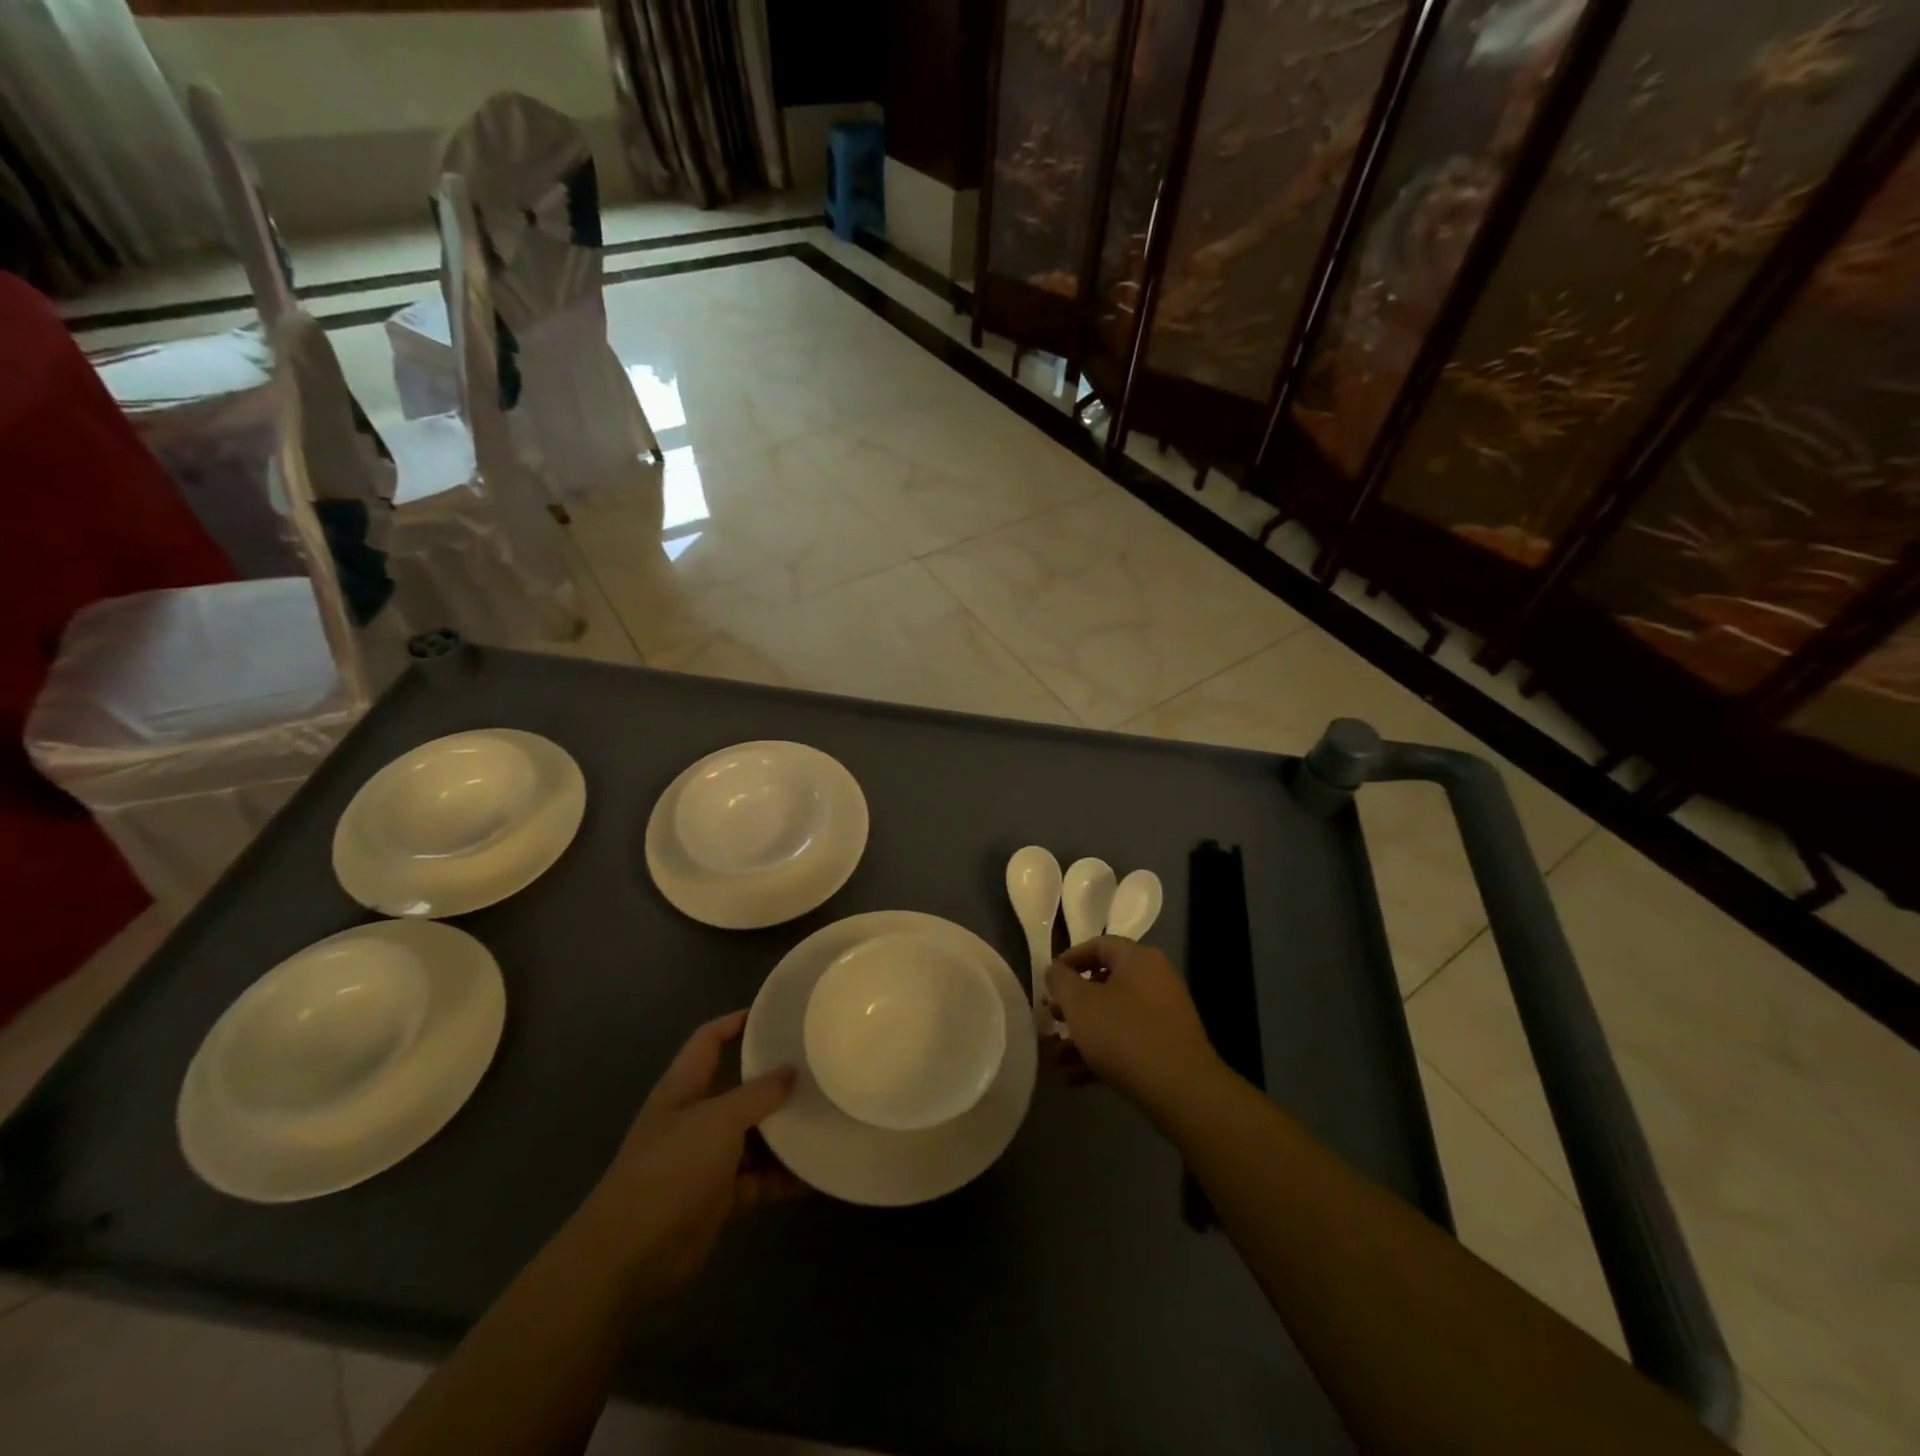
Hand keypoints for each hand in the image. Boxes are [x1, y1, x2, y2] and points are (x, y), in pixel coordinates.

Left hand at [582, 1010, 802, 1299]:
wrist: (630, 1257)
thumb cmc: (671, 1170)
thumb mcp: (718, 1121)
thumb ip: (757, 1094)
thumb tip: (790, 1071)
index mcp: (684, 1088)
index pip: (709, 1040)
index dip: (736, 1022)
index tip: (775, 1013)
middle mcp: (695, 1118)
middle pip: (739, 1088)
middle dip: (774, 1080)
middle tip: (819, 1067)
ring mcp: (707, 1160)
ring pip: (754, 1136)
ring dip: (785, 1131)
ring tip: (827, 1115)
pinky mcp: (719, 1198)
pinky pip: (759, 1179)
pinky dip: (784, 1176)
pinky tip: (817, 1170)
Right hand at [1046, 938, 1221, 1119]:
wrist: (1181, 1091)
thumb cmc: (1124, 1034)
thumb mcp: (1080, 1004)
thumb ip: (1061, 981)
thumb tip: (1056, 970)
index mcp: (1138, 959)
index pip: (1098, 945)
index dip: (1069, 959)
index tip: (1048, 980)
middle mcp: (1155, 980)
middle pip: (1105, 982)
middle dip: (1073, 1004)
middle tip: (1052, 1019)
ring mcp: (1164, 1015)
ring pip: (1113, 1016)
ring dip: (1082, 1035)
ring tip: (1056, 1058)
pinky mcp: (1167, 1048)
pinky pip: (1127, 1041)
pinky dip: (1101, 1054)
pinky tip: (1074, 1078)